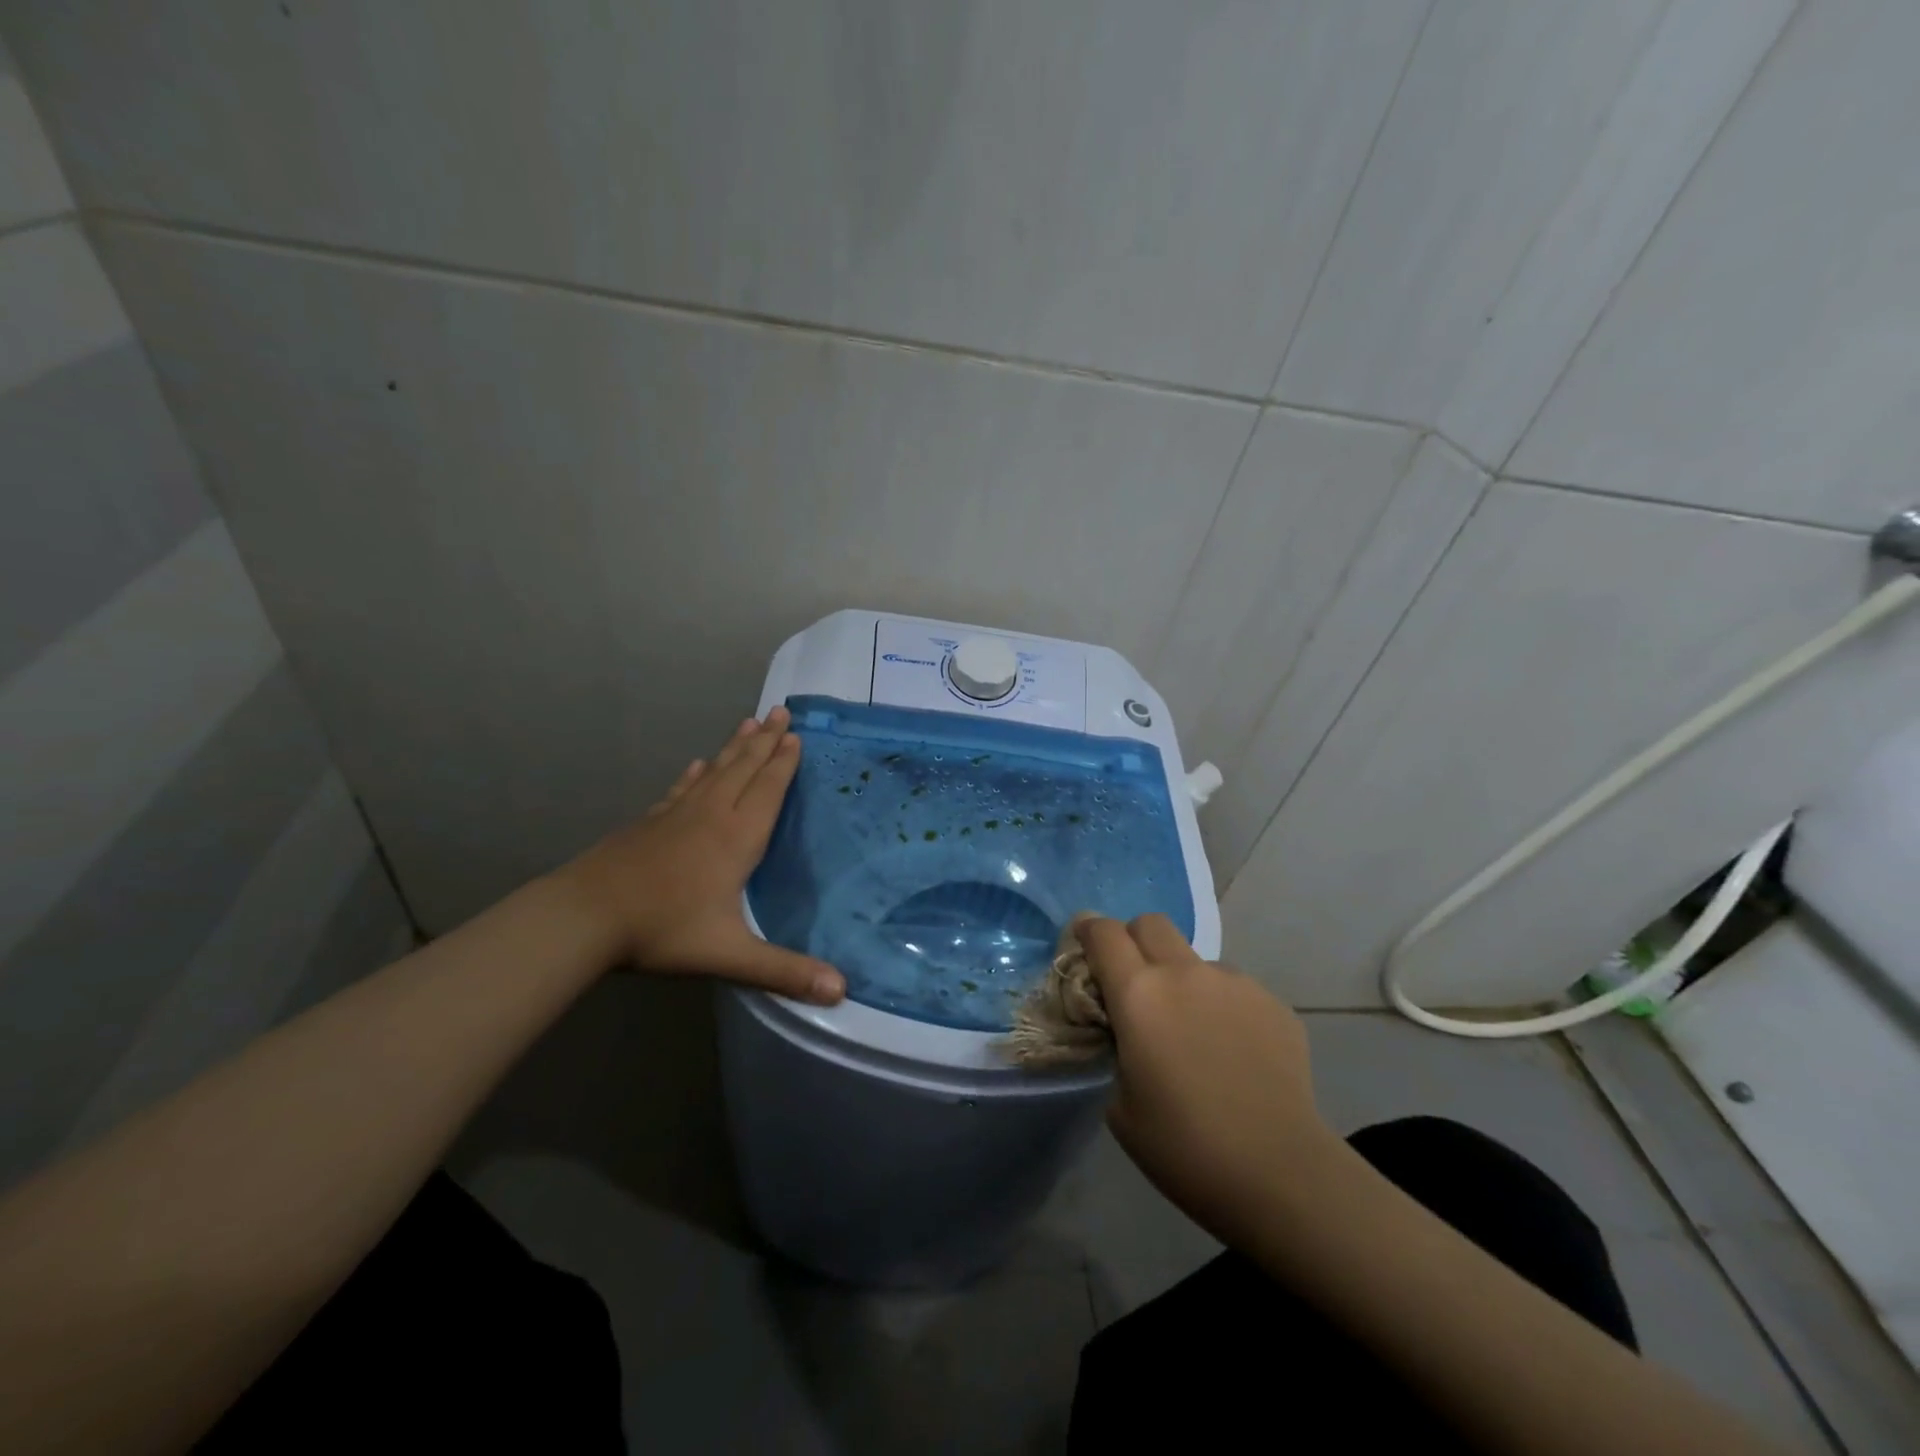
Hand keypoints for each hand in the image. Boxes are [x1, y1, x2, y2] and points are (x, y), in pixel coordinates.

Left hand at [554, 706, 845, 1004]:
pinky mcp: (650, 823)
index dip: (784, 762)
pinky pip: (681, 789)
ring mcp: (676, 816)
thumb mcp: (729, 955)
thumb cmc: (663, 930)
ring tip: (749, 723)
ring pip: (714, 771)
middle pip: (743, 769)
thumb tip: (841, 991)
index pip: (767, 790)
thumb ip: (784, 971)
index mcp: (735, 838)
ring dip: (735, 747)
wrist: (585, 917)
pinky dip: (694, 773)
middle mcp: (710, 816)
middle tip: (780, 711)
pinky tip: (697, 763)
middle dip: (765, 741)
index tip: (796, 734)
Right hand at [1078, 914, 1333, 1247]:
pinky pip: (1233, 989)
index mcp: (1139, 994)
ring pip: (1195, 959)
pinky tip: (1233, 1054)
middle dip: (1133, 941)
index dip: (1088, 932)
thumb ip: (1115, 1047)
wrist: (1280, 1173)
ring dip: (1182, 979)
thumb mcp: (1119, 1104)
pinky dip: (1221, 1006)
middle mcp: (1185, 973)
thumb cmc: (1184, 1147)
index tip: (1084, 949)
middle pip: (1149, 923)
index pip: (1103, 932)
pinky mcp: (1272, 1002)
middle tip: (1134, 984)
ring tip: (1194, 1033)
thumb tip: (1124, 1028)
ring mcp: (1234, 983)